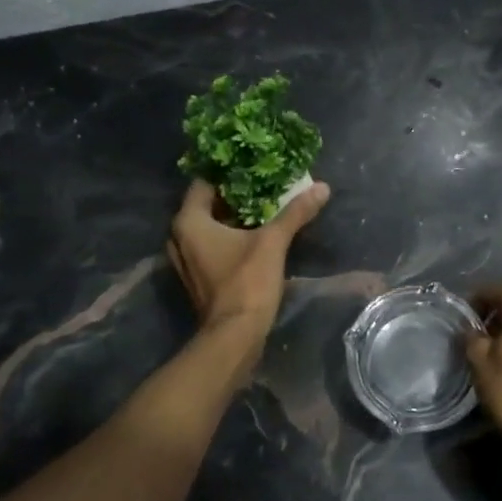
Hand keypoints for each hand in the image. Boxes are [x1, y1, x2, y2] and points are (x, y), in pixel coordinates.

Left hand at [167, 178, 330, 334]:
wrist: (235, 335)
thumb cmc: (246, 282)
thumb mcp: (273, 242)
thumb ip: (295, 212)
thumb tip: (322, 187)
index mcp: (189, 221)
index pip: (204, 182)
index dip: (228, 173)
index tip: (252, 165)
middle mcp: (179, 237)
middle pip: (207, 205)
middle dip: (235, 195)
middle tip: (263, 184)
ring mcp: (185, 259)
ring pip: (209, 227)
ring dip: (233, 217)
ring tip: (263, 206)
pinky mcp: (197, 276)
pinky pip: (211, 245)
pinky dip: (229, 237)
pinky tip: (255, 234)